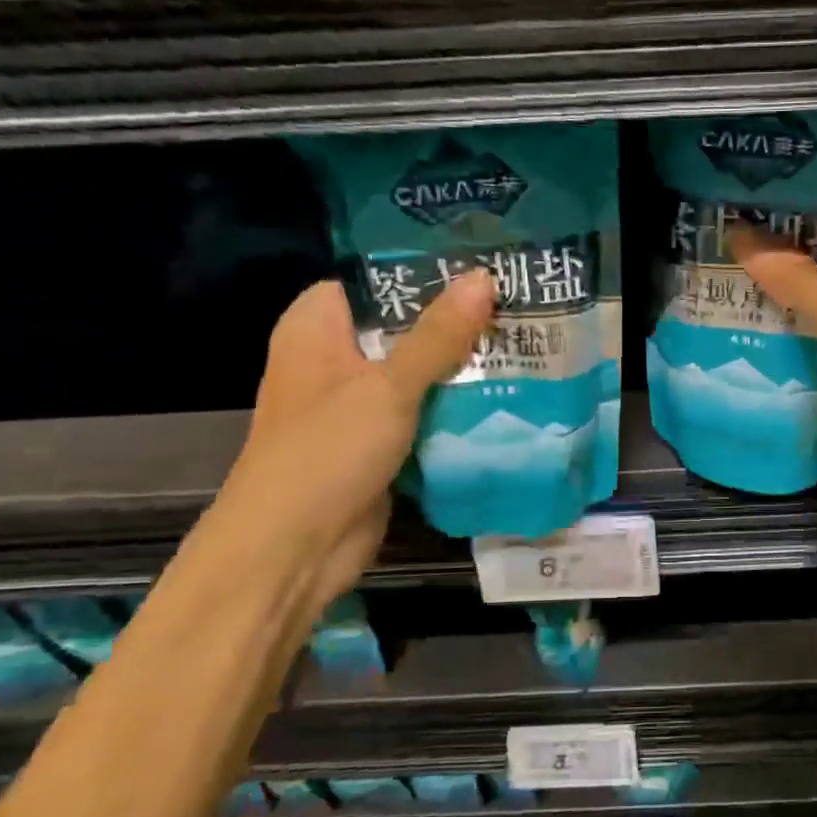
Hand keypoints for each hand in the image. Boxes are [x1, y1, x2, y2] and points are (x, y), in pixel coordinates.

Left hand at [214, 272, 496, 608]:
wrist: (294, 550)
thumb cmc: (326, 453)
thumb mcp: (387, 387)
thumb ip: (437, 335)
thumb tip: (483, 278)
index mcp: (316, 327)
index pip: (375, 280)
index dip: (425, 271)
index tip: (482, 265)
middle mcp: (334, 358)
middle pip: (403, 327)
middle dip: (456, 322)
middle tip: (518, 306)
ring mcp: (357, 403)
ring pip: (418, 372)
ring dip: (461, 368)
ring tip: (522, 344)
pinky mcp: (379, 442)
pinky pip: (423, 412)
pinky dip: (455, 407)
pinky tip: (503, 395)